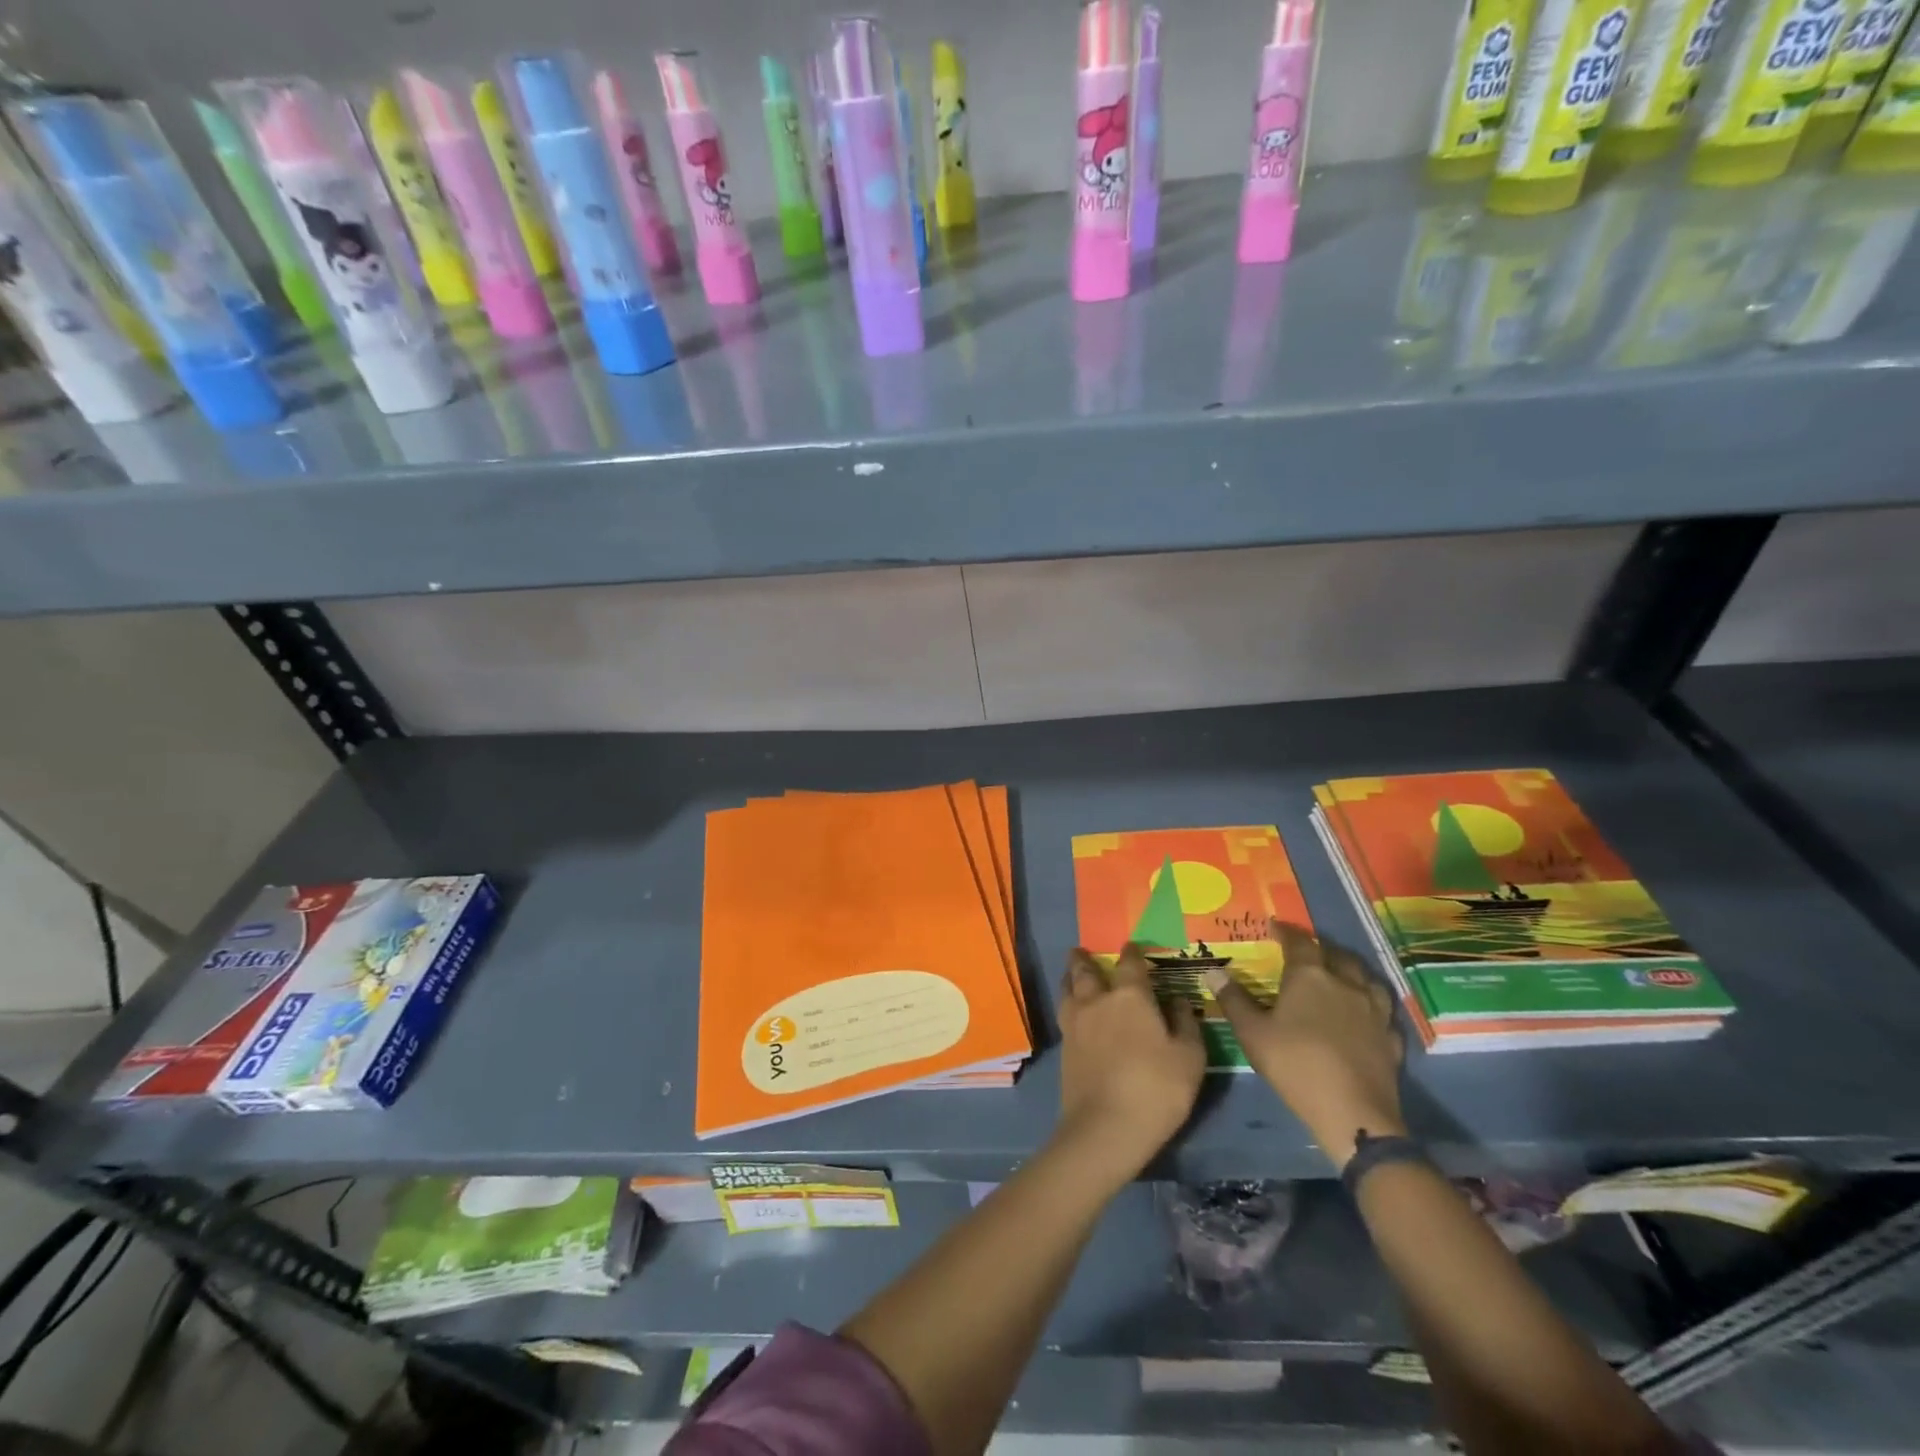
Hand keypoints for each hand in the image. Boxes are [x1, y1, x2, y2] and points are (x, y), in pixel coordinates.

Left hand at [1054, 944, 1206, 1182]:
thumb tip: (1178, 1000)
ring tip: (1071, 971)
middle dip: (1085, 959)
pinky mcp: (1064, 1044)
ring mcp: (1076, 1022)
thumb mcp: (1189, 1058)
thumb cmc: (1156, 1089)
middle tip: (1081, 950)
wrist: (1105, 1127)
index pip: (1130, 964)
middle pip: (1087, 970)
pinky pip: (1063, 1010)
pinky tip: (1072, 1008)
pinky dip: (1067, 1000)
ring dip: (1070, 975)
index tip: (1131, 946)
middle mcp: (1098, 1000)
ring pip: (1068, 987)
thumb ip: (1185, 1023)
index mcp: (1131, 996)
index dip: (1132, 953)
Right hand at [1206, 921, 1404, 1167]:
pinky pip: (1382, 1011)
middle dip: (1320, 948)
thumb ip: (1233, 999)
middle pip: (1337, 955)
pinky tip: (1365, 1014)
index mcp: (1310, 976)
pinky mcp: (1391, 1038)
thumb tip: (1212, 970)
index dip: (1286, 931)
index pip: (1299, 942)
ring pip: (1366, 978)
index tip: (1275, 926)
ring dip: (1351, 971)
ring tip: (1340, 975)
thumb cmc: (1295, 1065)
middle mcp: (1345, 984)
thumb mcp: (1253, 1033)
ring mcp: (1373, 1011)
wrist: (1353, 1114)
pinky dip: (1371, 1005)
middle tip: (1306, 951)